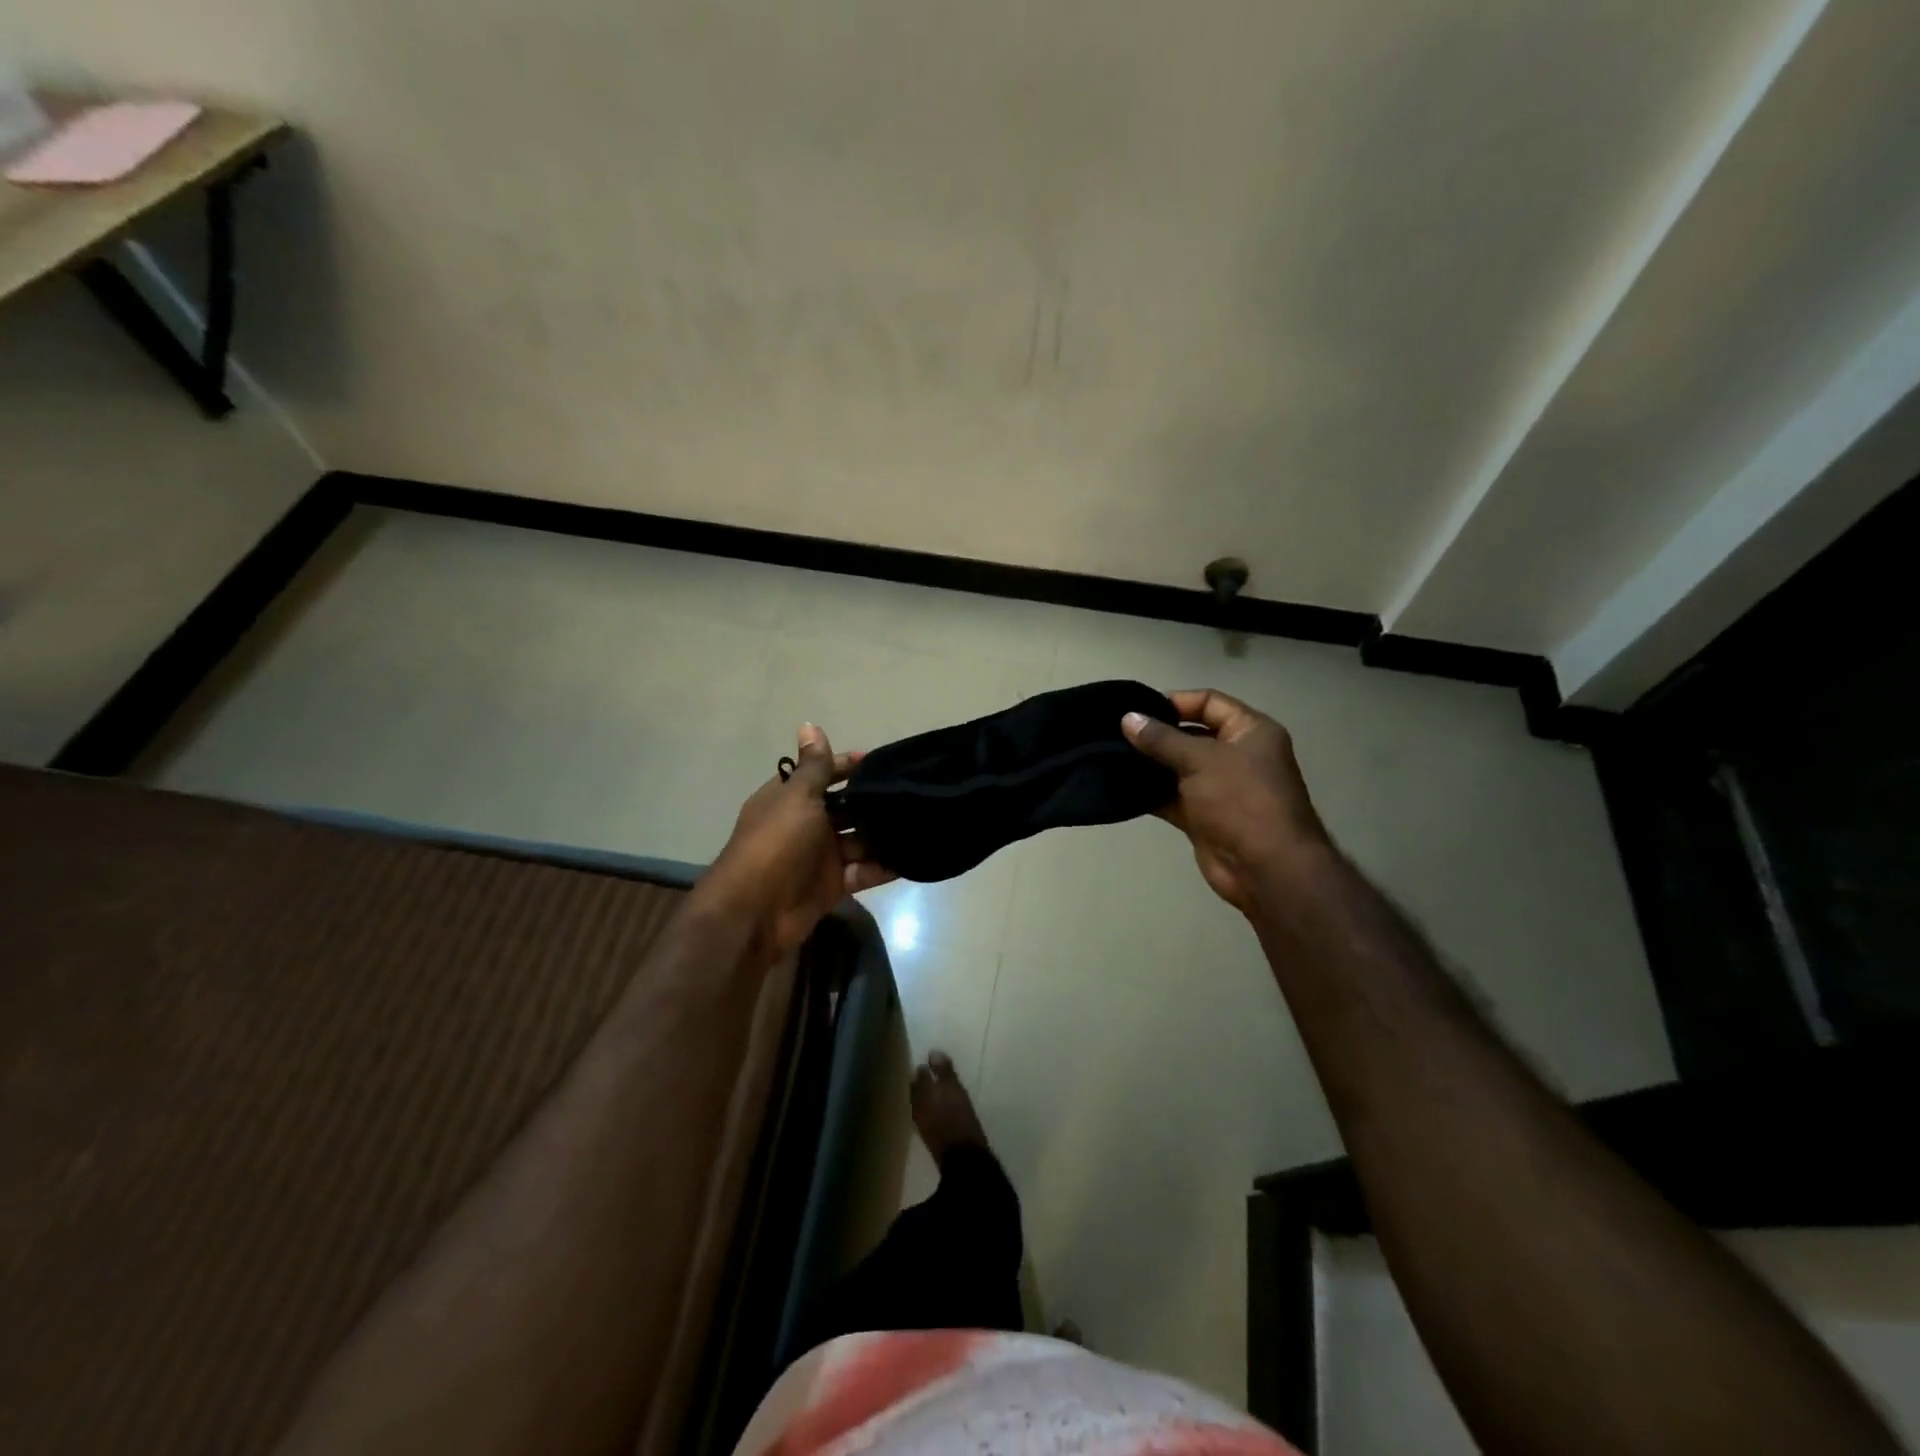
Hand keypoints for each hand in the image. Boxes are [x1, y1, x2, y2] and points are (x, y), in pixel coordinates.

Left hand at [697, 724, 896, 956]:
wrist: (754, 913)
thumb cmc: (775, 844)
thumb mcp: (797, 798)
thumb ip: (813, 766)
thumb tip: (809, 723)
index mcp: (789, 799)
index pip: (821, 774)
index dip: (847, 766)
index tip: (881, 763)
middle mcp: (804, 825)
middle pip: (844, 808)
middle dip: (872, 802)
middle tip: (912, 792)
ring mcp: (819, 857)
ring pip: (857, 840)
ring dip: (882, 834)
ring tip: (919, 822)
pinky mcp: (832, 885)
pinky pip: (863, 871)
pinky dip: (883, 866)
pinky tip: (912, 856)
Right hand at [1122, 690, 1329, 912]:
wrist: (1265, 868)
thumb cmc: (1241, 800)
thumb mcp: (1201, 760)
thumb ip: (1162, 739)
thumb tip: (1128, 719)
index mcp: (1250, 732)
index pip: (1209, 703)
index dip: (1175, 702)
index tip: (1137, 710)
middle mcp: (1237, 756)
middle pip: (1191, 735)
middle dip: (1157, 735)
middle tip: (1117, 734)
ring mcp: (1220, 788)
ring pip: (1179, 768)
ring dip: (1150, 765)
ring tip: (1111, 757)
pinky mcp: (1204, 817)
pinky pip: (1172, 797)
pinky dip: (1151, 793)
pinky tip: (1120, 787)